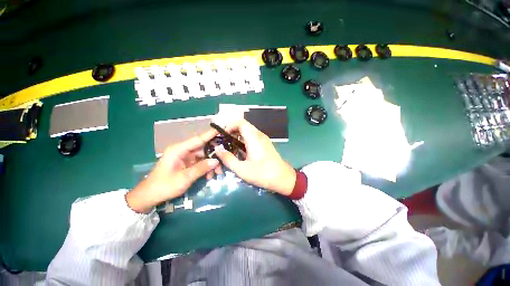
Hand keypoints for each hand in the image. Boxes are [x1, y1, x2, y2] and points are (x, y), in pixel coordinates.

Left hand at [126, 130, 221, 212]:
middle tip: (224, 161)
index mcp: (179, 149)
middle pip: (203, 148)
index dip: (210, 134)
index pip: (198, 139)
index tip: (222, 129)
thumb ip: (201, 168)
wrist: (150, 196)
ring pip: (203, 156)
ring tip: (217, 173)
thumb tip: (216, 161)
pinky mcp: (186, 163)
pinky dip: (206, 168)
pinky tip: (210, 176)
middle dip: (214, 155)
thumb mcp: (184, 178)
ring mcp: (185, 157)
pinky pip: (200, 162)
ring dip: (211, 164)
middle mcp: (183, 150)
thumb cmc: (164, 186)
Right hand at [215, 119, 295, 194]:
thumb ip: (228, 159)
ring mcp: (263, 139)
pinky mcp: (265, 144)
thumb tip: (217, 149)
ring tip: (229, 146)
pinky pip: (252, 136)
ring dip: (238, 135)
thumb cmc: (263, 174)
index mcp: (253, 138)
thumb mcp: (242, 169)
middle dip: (232, 131)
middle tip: (223, 141)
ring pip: (248, 131)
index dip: (229, 125)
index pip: (240, 122)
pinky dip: (244, 139)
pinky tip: (240, 150)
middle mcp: (259, 135)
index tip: (222, 135)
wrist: (283, 178)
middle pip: (243, 125)